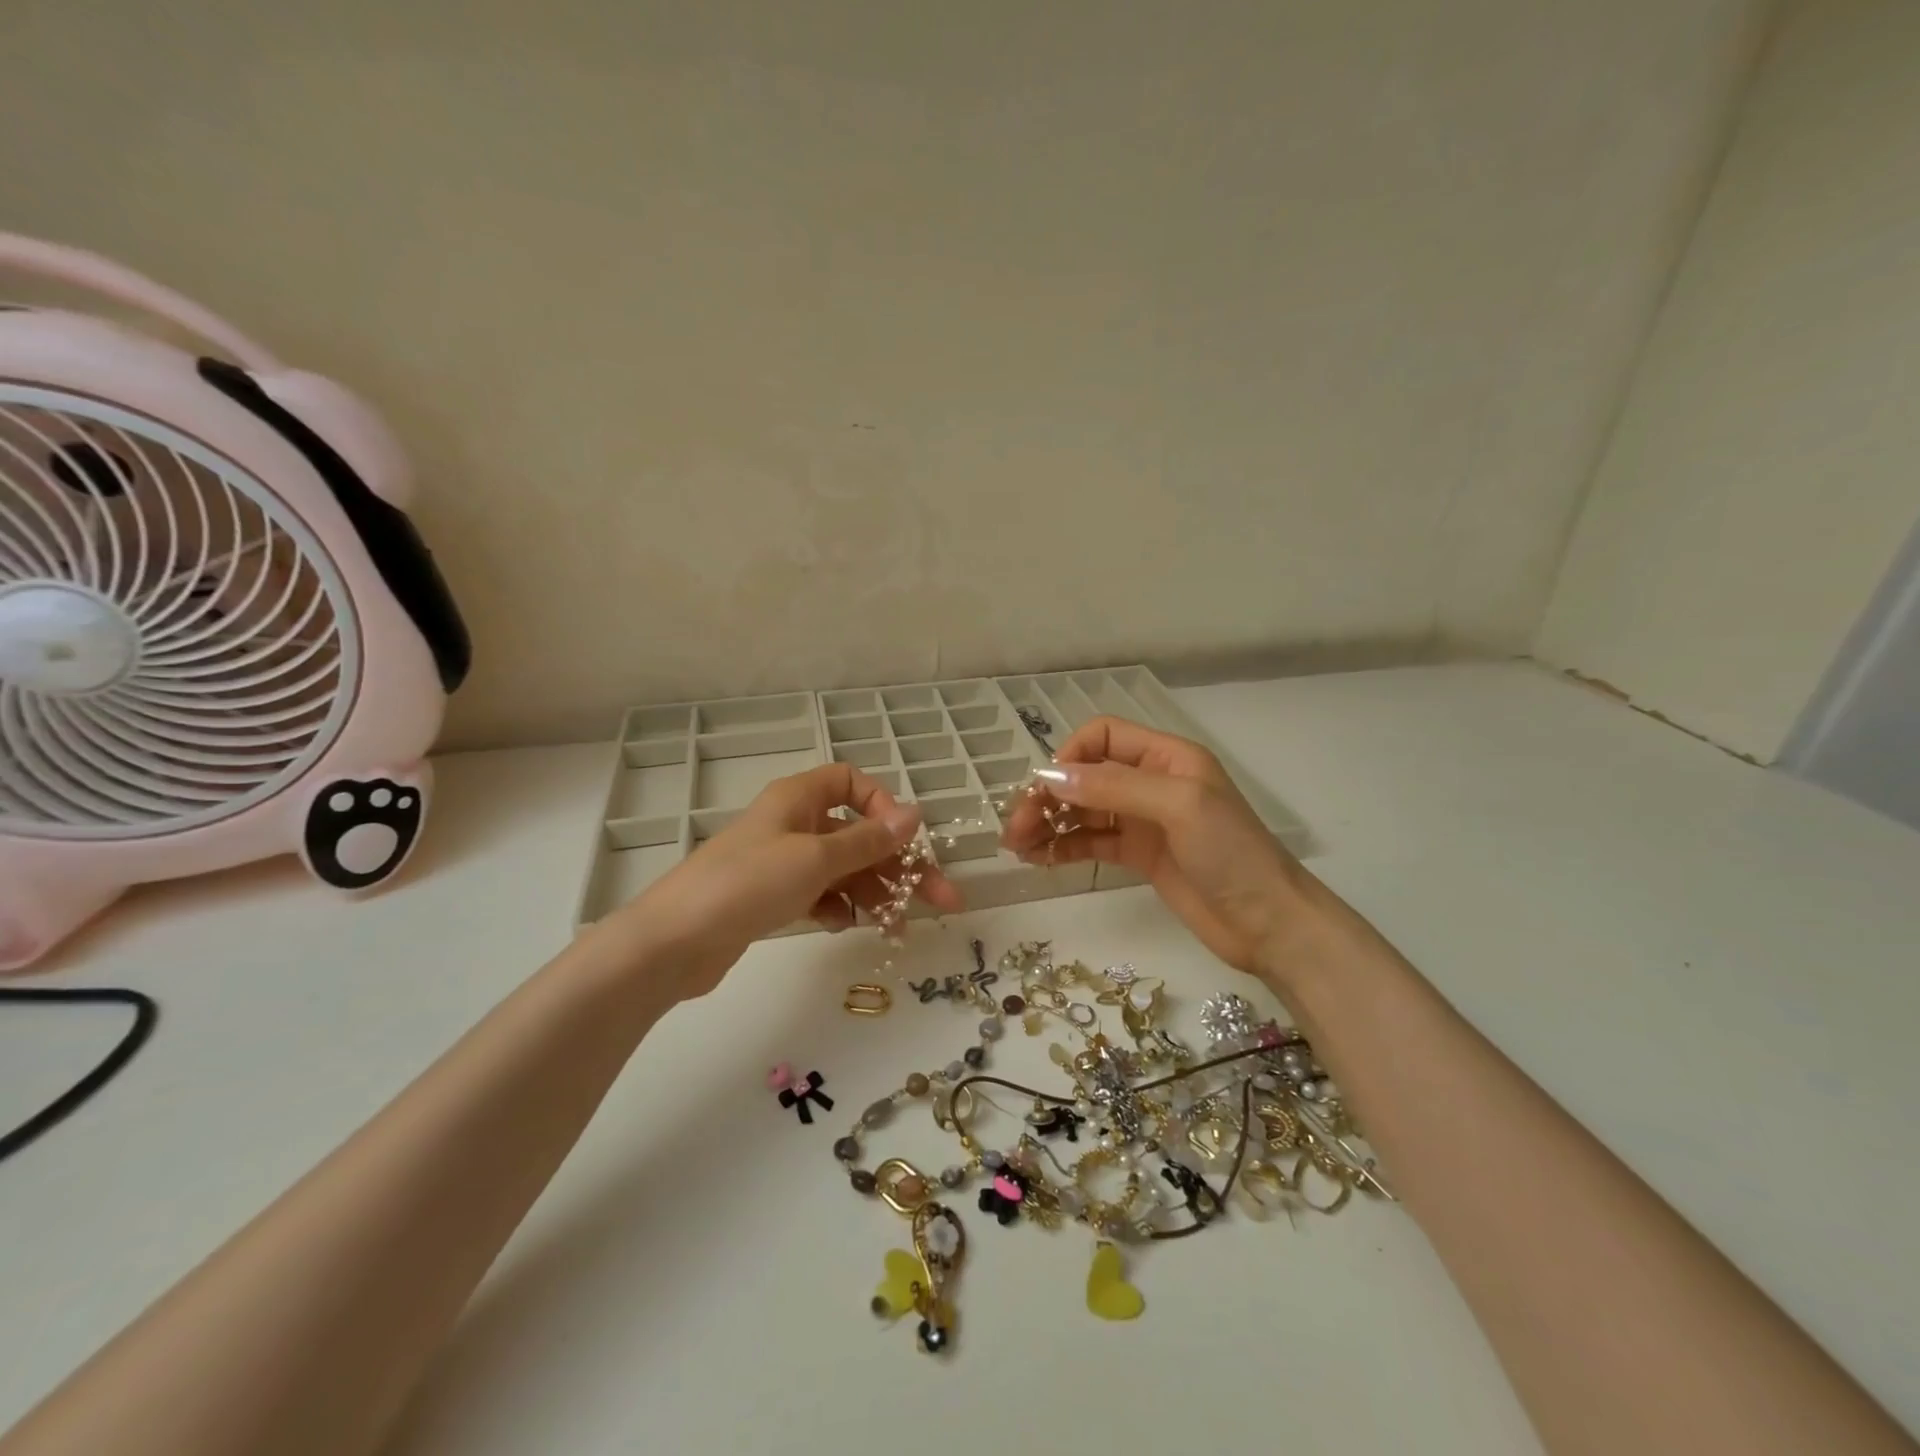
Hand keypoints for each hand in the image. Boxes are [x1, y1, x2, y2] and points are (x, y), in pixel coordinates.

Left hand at [605, 764, 962, 998]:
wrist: (673, 942)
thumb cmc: (748, 884)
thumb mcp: (817, 858)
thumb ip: (869, 839)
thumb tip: (916, 813)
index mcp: (800, 798)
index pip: (852, 782)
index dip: (883, 805)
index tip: (904, 839)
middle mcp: (794, 823)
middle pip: (858, 834)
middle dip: (899, 866)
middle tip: (941, 900)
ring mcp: (782, 862)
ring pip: (844, 869)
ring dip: (875, 892)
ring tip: (898, 928)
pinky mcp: (773, 897)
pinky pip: (821, 893)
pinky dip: (840, 907)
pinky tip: (849, 926)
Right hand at [999, 717, 1315, 977]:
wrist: (1269, 924)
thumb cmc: (1231, 853)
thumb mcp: (1177, 806)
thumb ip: (1113, 787)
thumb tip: (1050, 777)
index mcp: (1166, 756)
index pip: (1102, 736)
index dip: (1069, 756)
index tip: (1045, 790)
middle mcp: (1151, 782)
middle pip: (1085, 775)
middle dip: (1048, 796)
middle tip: (1015, 828)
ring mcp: (1143, 820)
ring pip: (1083, 810)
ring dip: (1048, 823)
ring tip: (1017, 847)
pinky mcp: (1139, 855)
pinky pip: (1091, 842)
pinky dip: (1063, 847)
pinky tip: (1039, 860)